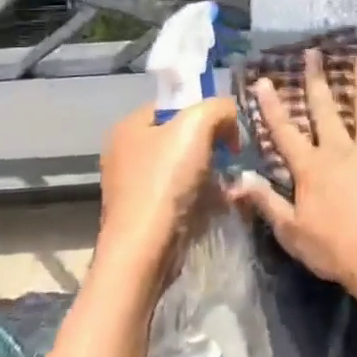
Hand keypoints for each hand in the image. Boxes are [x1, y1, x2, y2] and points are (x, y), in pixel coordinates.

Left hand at [97, 98, 238, 276]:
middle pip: (181, 137)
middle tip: (231, 157)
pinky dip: (201, 198)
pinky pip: (181, 195)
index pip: (174, 105)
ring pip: (184, 168)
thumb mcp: (197, 125)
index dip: (204, 111)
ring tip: (228, 184)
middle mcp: (125, 153)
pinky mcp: (145, 215)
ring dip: (210, 173)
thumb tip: (230, 118)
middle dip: (210, 145)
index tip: (227, 130)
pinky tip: (217, 205)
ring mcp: (133, 187)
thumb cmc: (165, 182)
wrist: (144, 251)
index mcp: (129, 126)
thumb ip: (219, 108)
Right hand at [231, 48, 356, 292]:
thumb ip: (266, 202)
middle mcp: (340, 150)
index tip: (263, 79)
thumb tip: (237, 179)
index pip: (285, 131)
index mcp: (311, 167)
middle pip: (325, 108)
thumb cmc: (333, 249)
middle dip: (317, 79)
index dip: (271, 106)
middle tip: (314, 53)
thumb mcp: (290, 231)